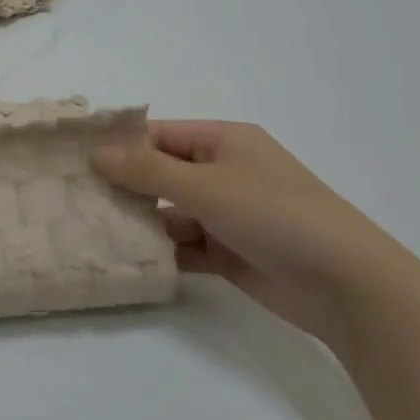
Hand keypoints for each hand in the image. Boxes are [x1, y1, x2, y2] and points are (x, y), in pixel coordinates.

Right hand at [94, 121, 419, 352]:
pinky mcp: (228, 253)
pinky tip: (125, 259)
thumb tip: (97, 153)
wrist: (346, 285)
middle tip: (72, 198)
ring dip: (138, 222)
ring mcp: (226, 215)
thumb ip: (148, 170)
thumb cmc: (275, 215)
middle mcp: (223, 173)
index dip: (119, 144)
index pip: (159, 135)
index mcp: (224, 142)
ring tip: (89, 230)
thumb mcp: (206, 185)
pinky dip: (159, 252)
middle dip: (122, 186)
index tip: (73, 158)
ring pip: (168, 212)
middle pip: (160, 174)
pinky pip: (182, 246)